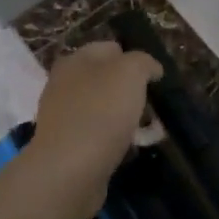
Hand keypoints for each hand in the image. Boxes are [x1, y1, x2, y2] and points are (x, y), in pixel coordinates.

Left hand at [28, 42, 161, 207]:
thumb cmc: (101, 113)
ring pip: (103, 108)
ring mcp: (63, 116)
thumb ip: (143, 62)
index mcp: (75, 60)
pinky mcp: (67, 146)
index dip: (135, 59)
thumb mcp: (130, 72)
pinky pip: (98, 135)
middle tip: (153, 106)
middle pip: (106, 80)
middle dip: (131, 91)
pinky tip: (128, 150)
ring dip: (125, 117)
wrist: (69, 170)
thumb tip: (151, 68)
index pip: (110, 48)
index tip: (155, 80)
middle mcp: (64, 84)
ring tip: (146, 131)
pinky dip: (114, 140)